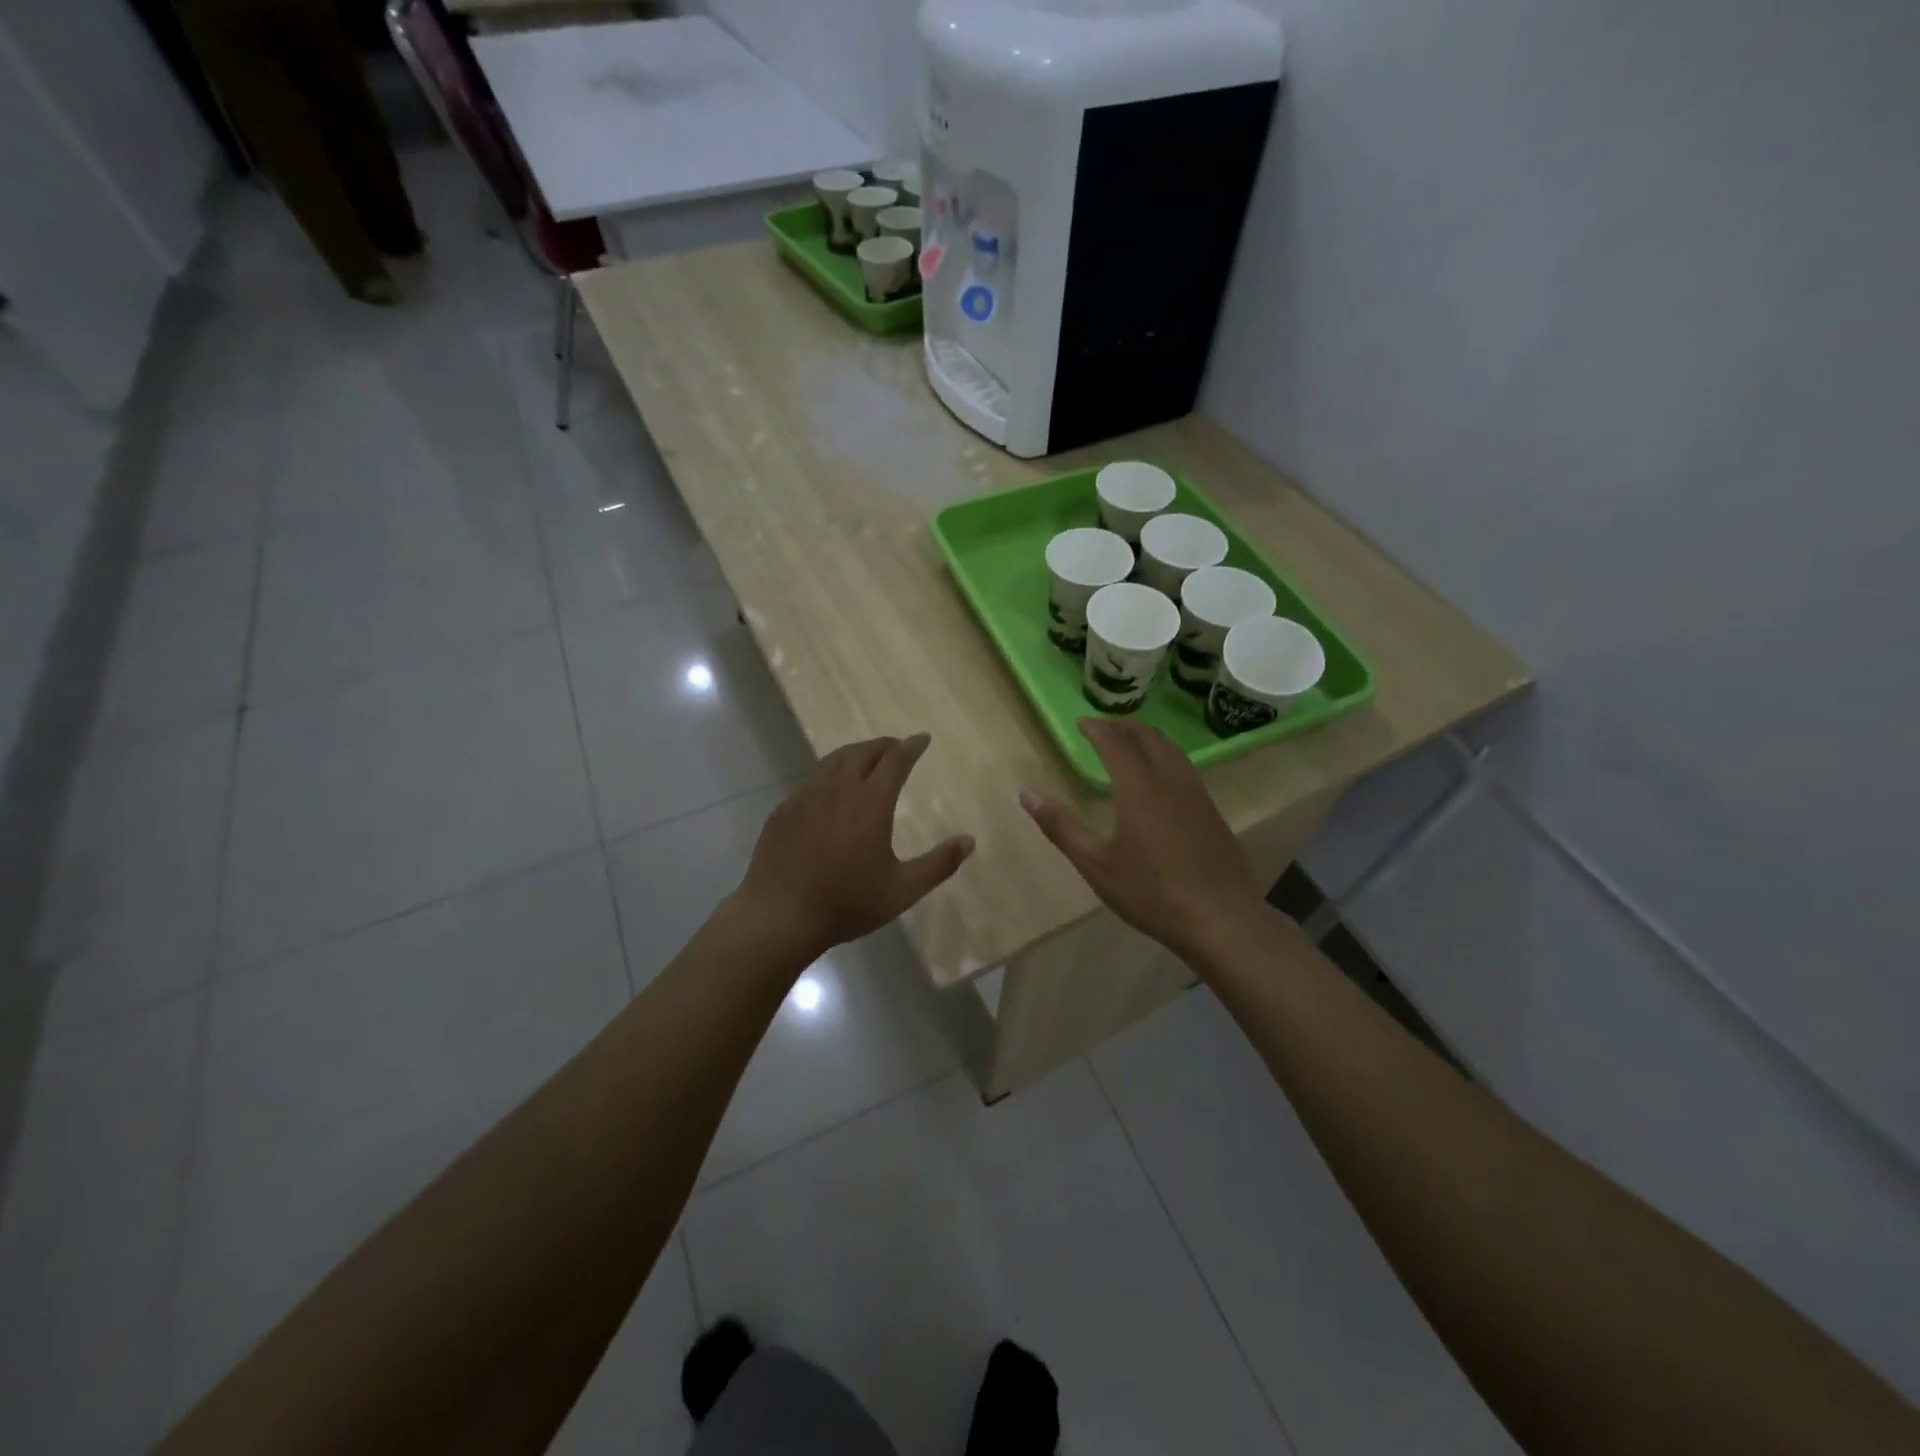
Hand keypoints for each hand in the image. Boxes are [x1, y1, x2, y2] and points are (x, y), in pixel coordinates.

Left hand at [734, 734, 973, 958]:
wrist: (780, 915)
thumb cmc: (846, 903)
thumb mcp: (902, 890)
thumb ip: (939, 864)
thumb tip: (969, 841)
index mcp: (871, 802)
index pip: (895, 760)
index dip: (911, 746)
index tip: (922, 739)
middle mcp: (838, 788)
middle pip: (863, 752)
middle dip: (884, 745)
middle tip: (896, 748)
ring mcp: (806, 796)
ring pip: (834, 761)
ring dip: (855, 754)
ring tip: (866, 760)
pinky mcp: (784, 809)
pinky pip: (812, 779)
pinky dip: (830, 774)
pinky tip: (830, 791)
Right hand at [1019, 718, 1265, 961]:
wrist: (1222, 920)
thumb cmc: (1151, 893)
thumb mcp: (1096, 864)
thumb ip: (1061, 826)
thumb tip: (1026, 793)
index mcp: (1140, 789)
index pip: (1116, 743)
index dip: (1097, 728)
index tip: (1081, 722)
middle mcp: (1171, 782)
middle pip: (1149, 738)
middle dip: (1123, 726)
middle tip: (1102, 728)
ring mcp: (1197, 796)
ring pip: (1172, 750)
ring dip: (1147, 739)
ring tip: (1129, 745)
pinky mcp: (1212, 812)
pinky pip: (1185, 768)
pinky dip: (1165, 757)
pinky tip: (1159, 779)